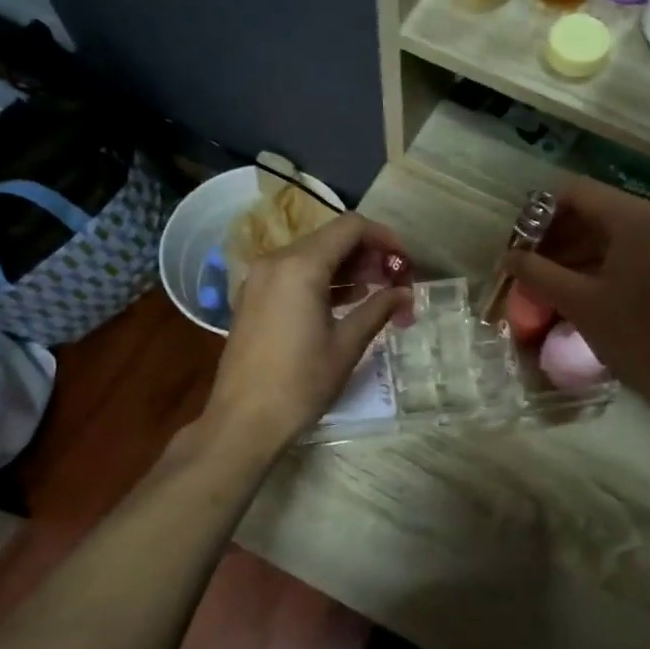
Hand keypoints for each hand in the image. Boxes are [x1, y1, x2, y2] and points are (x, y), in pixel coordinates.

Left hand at [204, 212, 410, 451]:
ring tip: (377, 293)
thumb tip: (405, 293)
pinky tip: (345, 303)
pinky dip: (323, 280)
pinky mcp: (254, 298)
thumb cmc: (300, 383)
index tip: (405, 263)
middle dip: (368, 255)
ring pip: (312, 255)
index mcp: (300, 266)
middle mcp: (276, 261)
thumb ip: (378, 309)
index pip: (350, 228)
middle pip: (331, 238)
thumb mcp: (347, 345)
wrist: (244, 420)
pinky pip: (294, 274)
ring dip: (347, 268)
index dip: (384, 238)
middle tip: (396, 282)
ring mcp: (260, 279)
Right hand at [504, 179, 649, 422]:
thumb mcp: (578, 303)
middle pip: (595, 208)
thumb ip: (537, 273)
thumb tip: (506, 258)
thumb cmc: (635, 336)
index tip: (518, 240)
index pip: (576, 192)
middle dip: (557, 233)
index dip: (540, 212)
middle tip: (528, 262)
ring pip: (612, 229)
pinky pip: (631, 246)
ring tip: (546, 277)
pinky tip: (576, 285)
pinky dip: (601, 259)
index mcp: (635, 218)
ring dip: (576, 248)